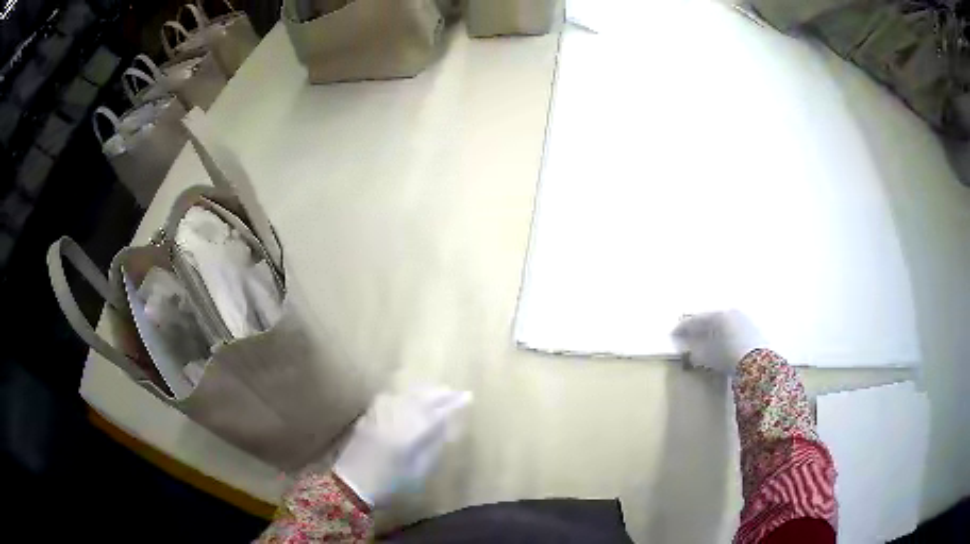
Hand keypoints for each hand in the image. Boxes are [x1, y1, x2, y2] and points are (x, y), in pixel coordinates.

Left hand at [333, 387, 472, 506]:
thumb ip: (433, 446)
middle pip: (421, 398)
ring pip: (405, 395)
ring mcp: (381, 414)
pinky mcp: (369, 417)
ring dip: (423, 391)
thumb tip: (446, 427)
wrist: (352, 484)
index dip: (454, 404)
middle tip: (455, 391)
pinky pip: (390, 398)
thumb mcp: (419, 470)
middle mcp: (397, 417)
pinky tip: (407, 397)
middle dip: (440, 393)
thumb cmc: (390, 483)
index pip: (438, 412)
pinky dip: (403, 395)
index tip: (468, 397)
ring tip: (437, 390)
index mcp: (412, 432)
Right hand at [671, 310, 766, 374]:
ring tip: (706, 339)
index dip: (682, 328)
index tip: (673, 334)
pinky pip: (733, 327)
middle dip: (699, 327)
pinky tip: (723, 341)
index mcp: (716, 316)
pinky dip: (725, 332)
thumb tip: (688, 350)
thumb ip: (694, 352)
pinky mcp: (753, 327)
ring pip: (723, 322)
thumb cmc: (728, 357)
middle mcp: (729, 312)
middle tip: (688, 334)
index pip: (694, 320)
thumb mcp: (707, 357)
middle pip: (709, 318)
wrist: (758, 363)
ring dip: (713, 329)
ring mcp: (743, 318)